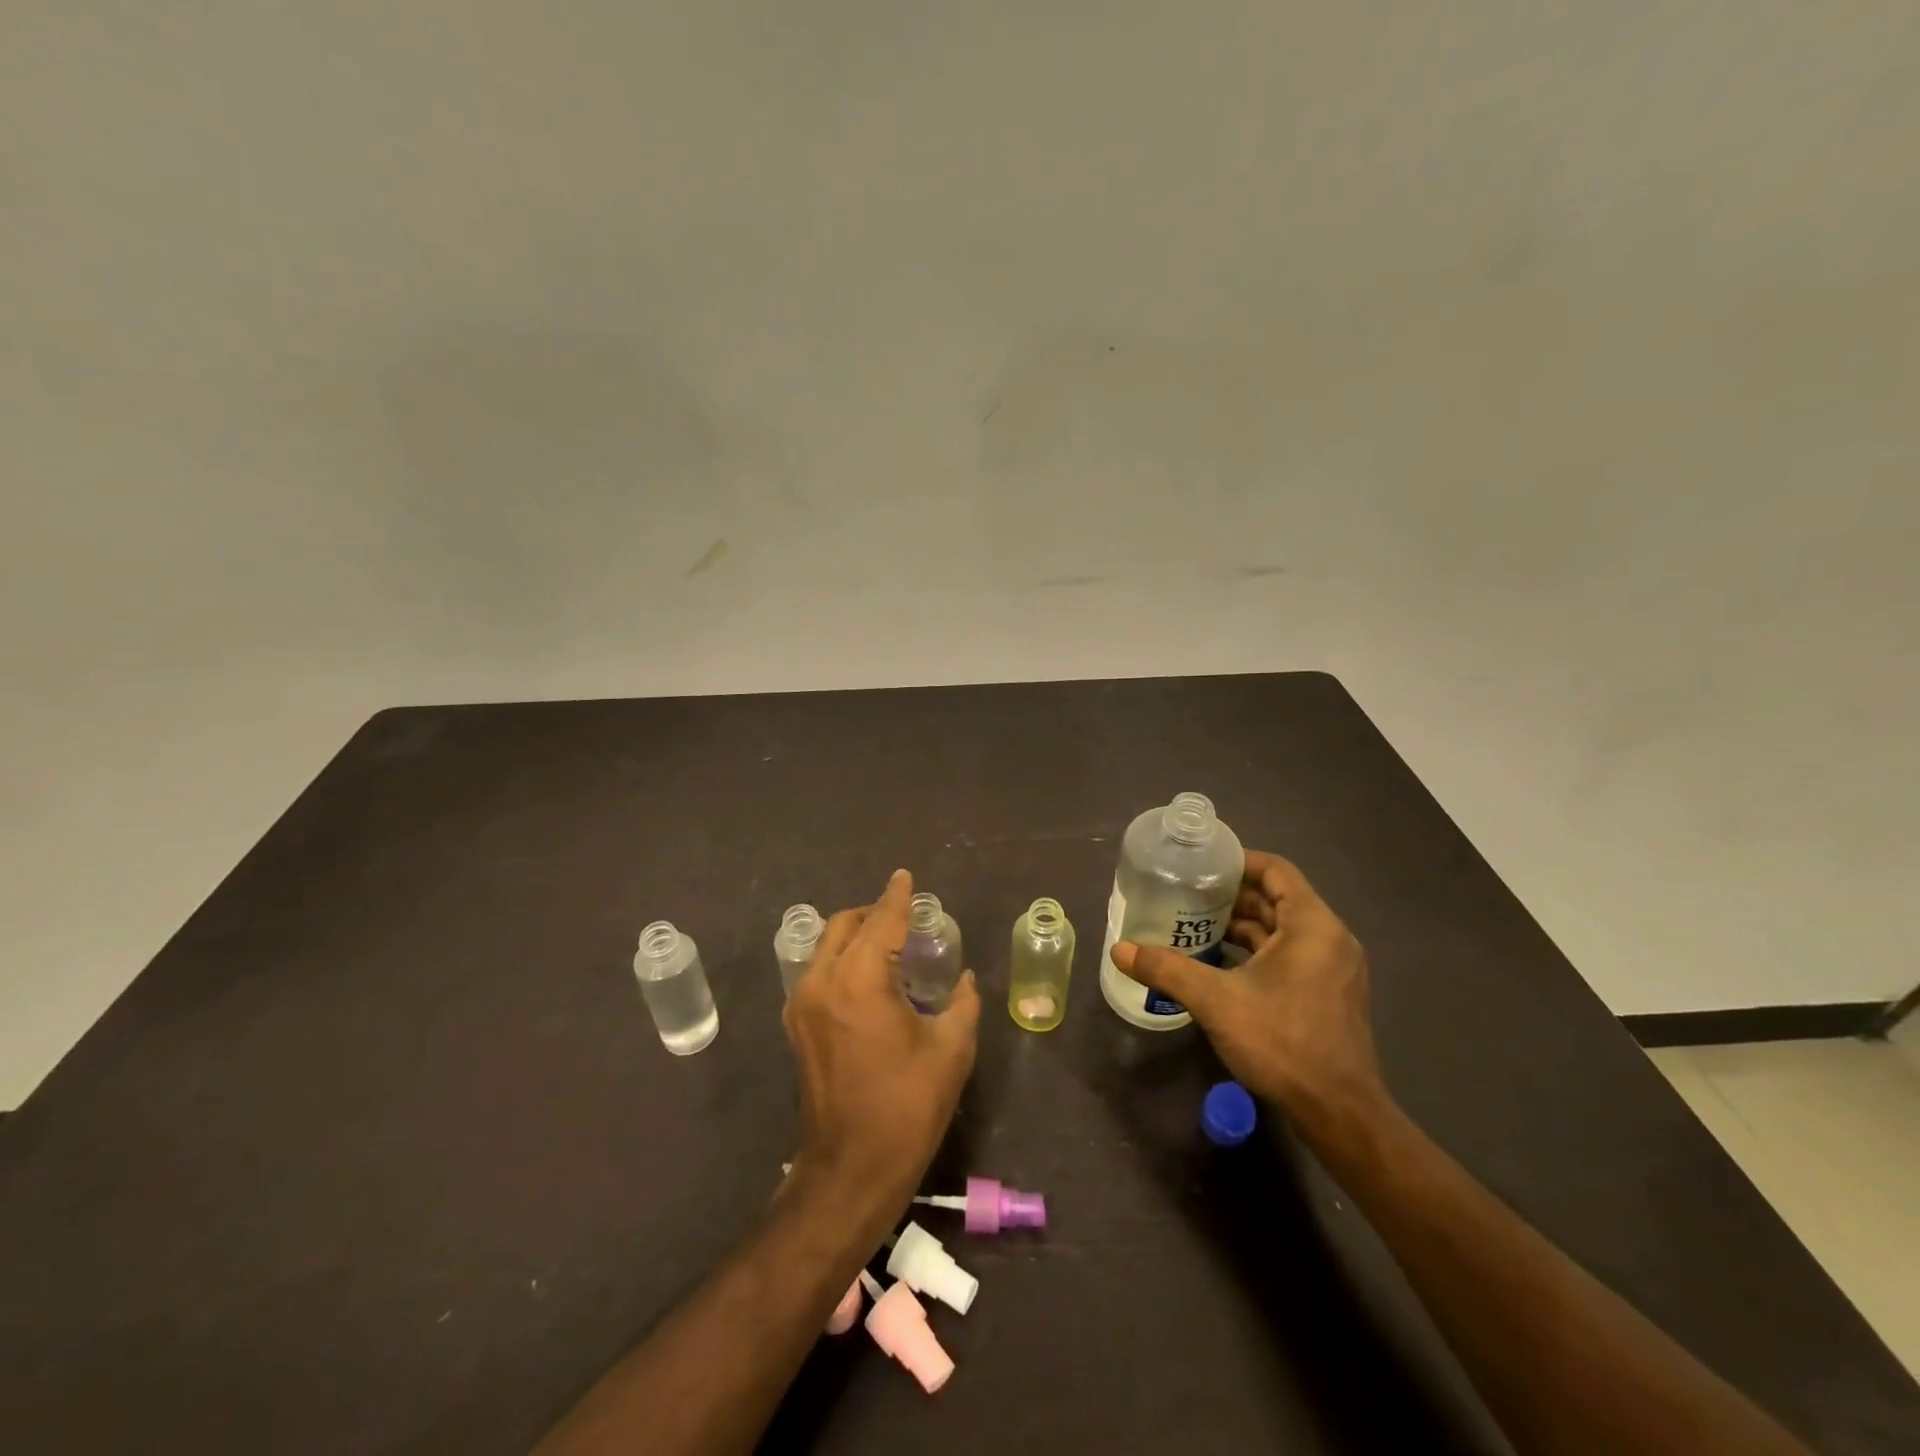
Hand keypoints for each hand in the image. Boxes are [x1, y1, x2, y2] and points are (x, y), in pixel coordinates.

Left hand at [784, 869, 979, 1211]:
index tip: (905, 876)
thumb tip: (964, 978)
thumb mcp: (950, 1050)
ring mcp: (802, 1003)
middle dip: (874, 912)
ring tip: (890, 943)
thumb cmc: (907, 1107)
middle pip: (845, 925)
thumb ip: (962, 1002)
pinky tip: (869, 975)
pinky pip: (819, 971)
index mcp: (860, 980)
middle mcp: (822, 981)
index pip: (882, 921)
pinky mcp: (797, 1025)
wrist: (850, 1169)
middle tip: (905, 915)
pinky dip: (843, 959)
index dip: (897, 896)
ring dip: (856, 935)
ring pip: (827, 946)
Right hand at [1111, 850, 1389, 1142]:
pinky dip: (1256, 951)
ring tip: (1194, 924)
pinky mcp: (1328, 994)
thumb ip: (1167, 970)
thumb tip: (1120, 950)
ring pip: (1282, 929)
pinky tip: (1220, 963)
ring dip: (1242, 925)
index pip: (1276, 870)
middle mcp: (1329, 938)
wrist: (1338, 1113)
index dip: (1238, 861)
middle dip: (1232, 895)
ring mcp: (1332, 968)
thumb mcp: (1216, 1001)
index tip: (1201, 865)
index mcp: (1312, 925)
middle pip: (1277, 898)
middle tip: (1186, 894)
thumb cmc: (1283, 1042)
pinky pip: (1289, 954)